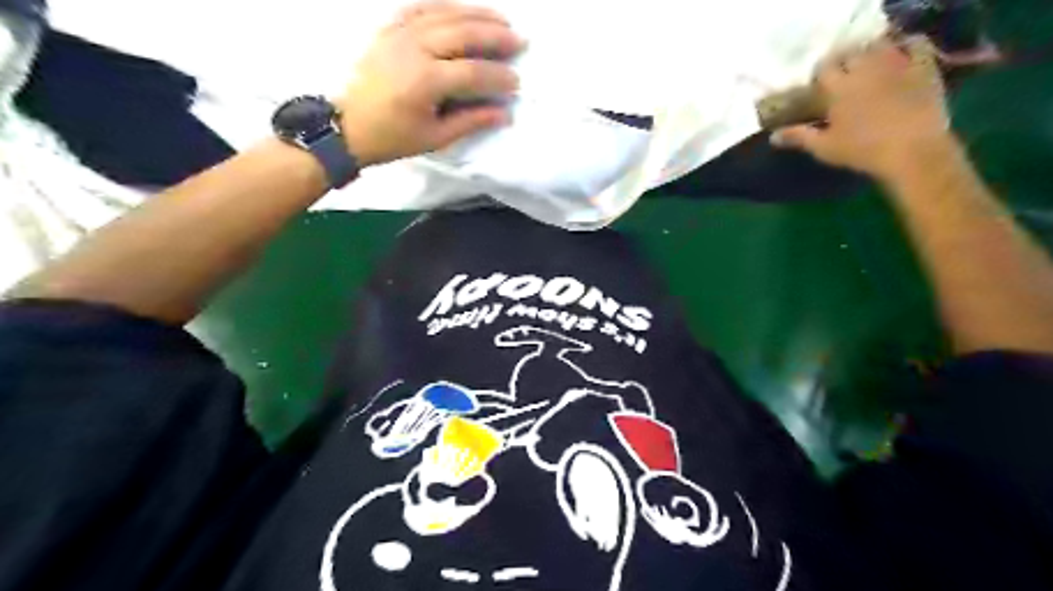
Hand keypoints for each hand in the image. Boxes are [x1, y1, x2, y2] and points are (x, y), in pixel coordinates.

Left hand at [338, 0, 520, 165]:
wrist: (348, 126)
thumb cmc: (393, 137)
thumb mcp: (435, 137)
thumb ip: (471, 121)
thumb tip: (504, 114)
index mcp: (425, 81)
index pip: (473, 72)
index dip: (499, 77)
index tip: (516, 83)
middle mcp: (413, 49)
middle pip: (463, 33)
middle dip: (495, 36)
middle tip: (519, 41)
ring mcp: (399, 34)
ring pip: (444, 14)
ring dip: (476, 14)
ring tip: (501, 19)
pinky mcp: (389, 29)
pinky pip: (420, 7)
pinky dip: (444, 6)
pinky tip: (461, 9)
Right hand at [771, 36, 960, 182]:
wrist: (911, 150)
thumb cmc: (861, 151)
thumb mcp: (824, 147)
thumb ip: (799, 137)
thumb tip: (773, 136)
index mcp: (839, 88)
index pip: (824, 67)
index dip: (821, 73)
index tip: (819, 84)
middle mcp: (865, 69)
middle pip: (851, 53)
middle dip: (845, 61)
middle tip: (843, 75)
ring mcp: (896, 65)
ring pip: (879, 46)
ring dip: (871, 53)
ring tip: (868, 66)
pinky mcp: (922, 68)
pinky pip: (915, 45)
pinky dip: (907, 46)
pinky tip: (901, 57)